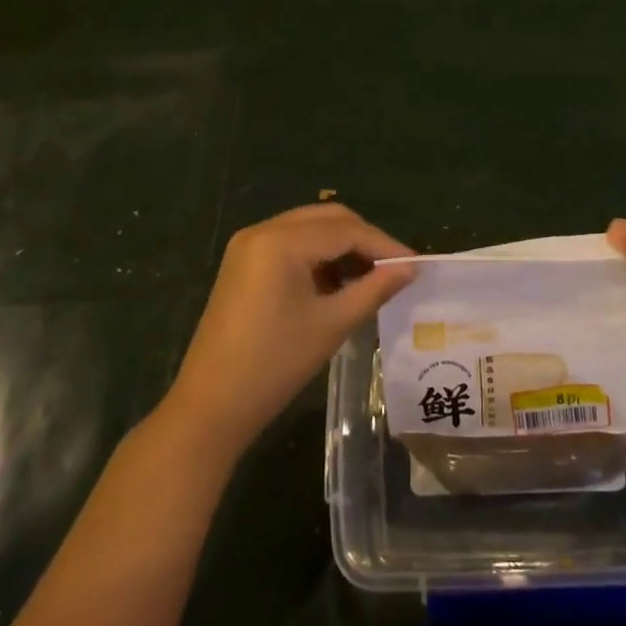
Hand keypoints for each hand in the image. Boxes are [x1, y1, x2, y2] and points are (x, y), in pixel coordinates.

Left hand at [166, 204, 414, 457]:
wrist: (210, 406)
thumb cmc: (275, 364)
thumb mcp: (332, 324)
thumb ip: (374, 288)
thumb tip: (410, 268)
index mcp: (281, 241)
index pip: (346, 230)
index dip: (384, 244)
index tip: (415, 265)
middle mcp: (262, 231)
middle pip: (327, 219)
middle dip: (363, 239)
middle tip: (394, 268)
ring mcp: (248, 245)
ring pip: (309, 228)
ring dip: (341, 246)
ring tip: (370, 278)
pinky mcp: (242, 263)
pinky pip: (290, 244)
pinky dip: (317, 256)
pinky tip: (336, 283)